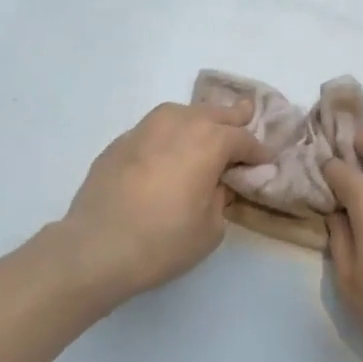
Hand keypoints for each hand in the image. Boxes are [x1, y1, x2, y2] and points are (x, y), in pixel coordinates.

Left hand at [59, 101, 271, 298]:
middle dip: (232, 117)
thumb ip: (219, 197)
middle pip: (213, 114)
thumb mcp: (211, 228)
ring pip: (180, 114)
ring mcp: (144, 130)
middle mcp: (178, 125)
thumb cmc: (164, 242)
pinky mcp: (119, 144)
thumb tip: (215, 182)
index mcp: (209, 142)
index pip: (242, 139)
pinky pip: (154, 129)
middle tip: (247, 114)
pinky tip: (168, 150)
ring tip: (206, 128)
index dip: (257, 151)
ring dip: (198, 119)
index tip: (265, 160)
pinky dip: (169, 135)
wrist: (97, 247)